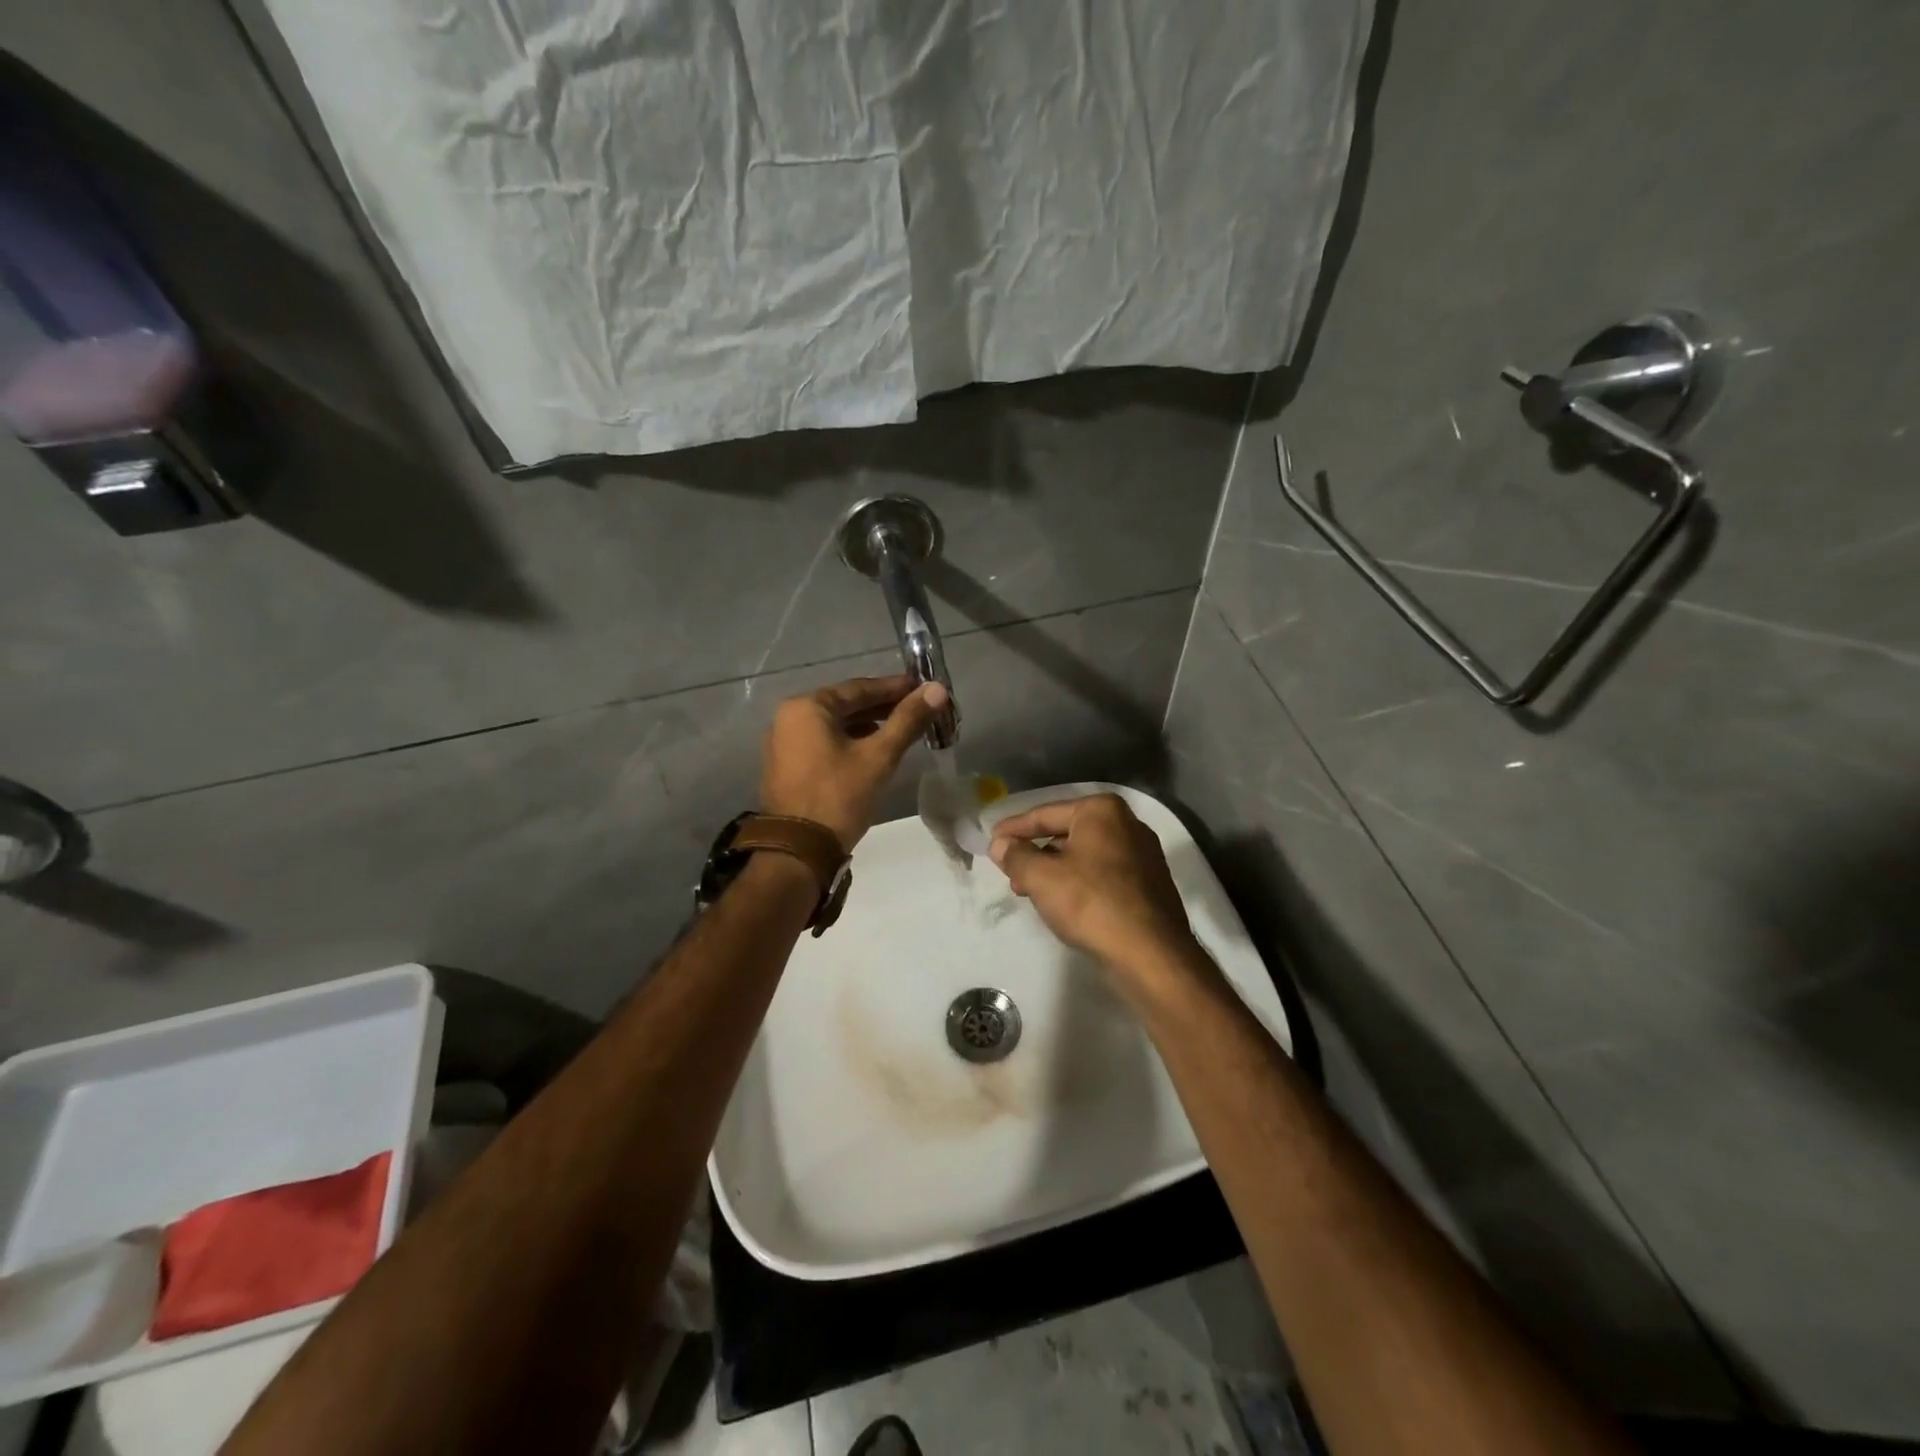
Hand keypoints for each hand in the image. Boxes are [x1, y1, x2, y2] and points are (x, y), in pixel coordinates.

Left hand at [761, 675, 947, 847]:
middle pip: (846, 705)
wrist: (798, 851)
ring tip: (902, 729)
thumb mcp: (879, 756)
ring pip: (835, 725)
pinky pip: (824, 742)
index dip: (895, 688)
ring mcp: (784, 742)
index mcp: (807, 707)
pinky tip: (874, 750)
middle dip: (883, 707)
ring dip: (868, 725)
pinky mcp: (787, 766)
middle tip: (918, 710)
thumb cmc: (839, 796)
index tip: (923, 689)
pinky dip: (850, 741)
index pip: (859, 688)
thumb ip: (908, 720)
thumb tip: (937, 689)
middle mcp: (789, 717)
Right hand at [988, 793, 1199, 978]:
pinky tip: (1063, 904)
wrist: (1151, 954)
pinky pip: (1103, 875)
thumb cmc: (1091, 903)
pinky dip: (1079, 883)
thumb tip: (1000, 844)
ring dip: (1054, 871)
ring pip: (1085, 855)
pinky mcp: (1149, 884)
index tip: (991, 841)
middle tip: (1008, 873)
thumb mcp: (1041, 877)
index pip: (1045, 814)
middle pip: (1067, 833)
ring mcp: (1143, 854)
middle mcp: (1127, 824)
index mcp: (1102, 810)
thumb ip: (1016, 856)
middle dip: (1035, 853)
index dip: (1014, 829)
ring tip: (1030, 892)